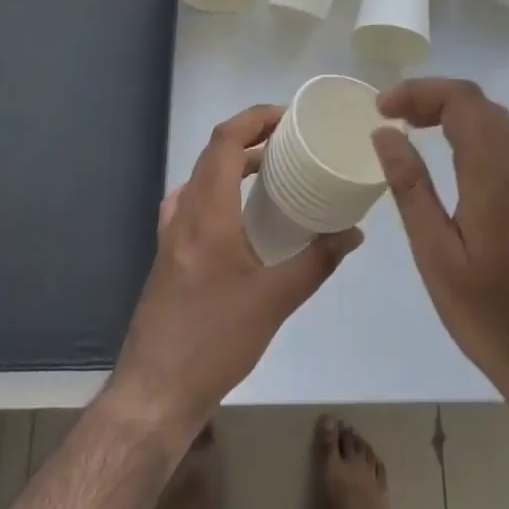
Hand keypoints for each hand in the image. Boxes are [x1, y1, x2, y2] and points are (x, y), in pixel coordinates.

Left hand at [108, 105, 362, 442]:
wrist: (155, 392)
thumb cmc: (214, 340)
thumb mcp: (274, 301)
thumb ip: (317, 262)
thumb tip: (353, 233)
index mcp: (206, 211)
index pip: (225, 140)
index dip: (255, 118)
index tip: (289, 117)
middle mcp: (184, 212)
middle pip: (213, 153)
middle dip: (251, 137)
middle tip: (291, 141)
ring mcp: (172, 233)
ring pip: (203, 177)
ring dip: (235, 163)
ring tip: (272, 170)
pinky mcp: (170, 254)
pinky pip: (196, 201)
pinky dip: (221, 190)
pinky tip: (241, 215)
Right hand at [372, 79, 508, 403]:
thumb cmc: (491, 319)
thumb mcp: (437, 258)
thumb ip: (411, 190)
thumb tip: (385, 134)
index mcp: (492, 181)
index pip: (463, 103)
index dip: (420, 92)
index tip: (382, 109)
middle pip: (481, 103)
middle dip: (433, 94)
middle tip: (392, 113)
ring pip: (495, 120)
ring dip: (452, 109)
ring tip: (412, 125)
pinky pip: (502, 142)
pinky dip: (469, 129)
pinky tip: (448, 154)